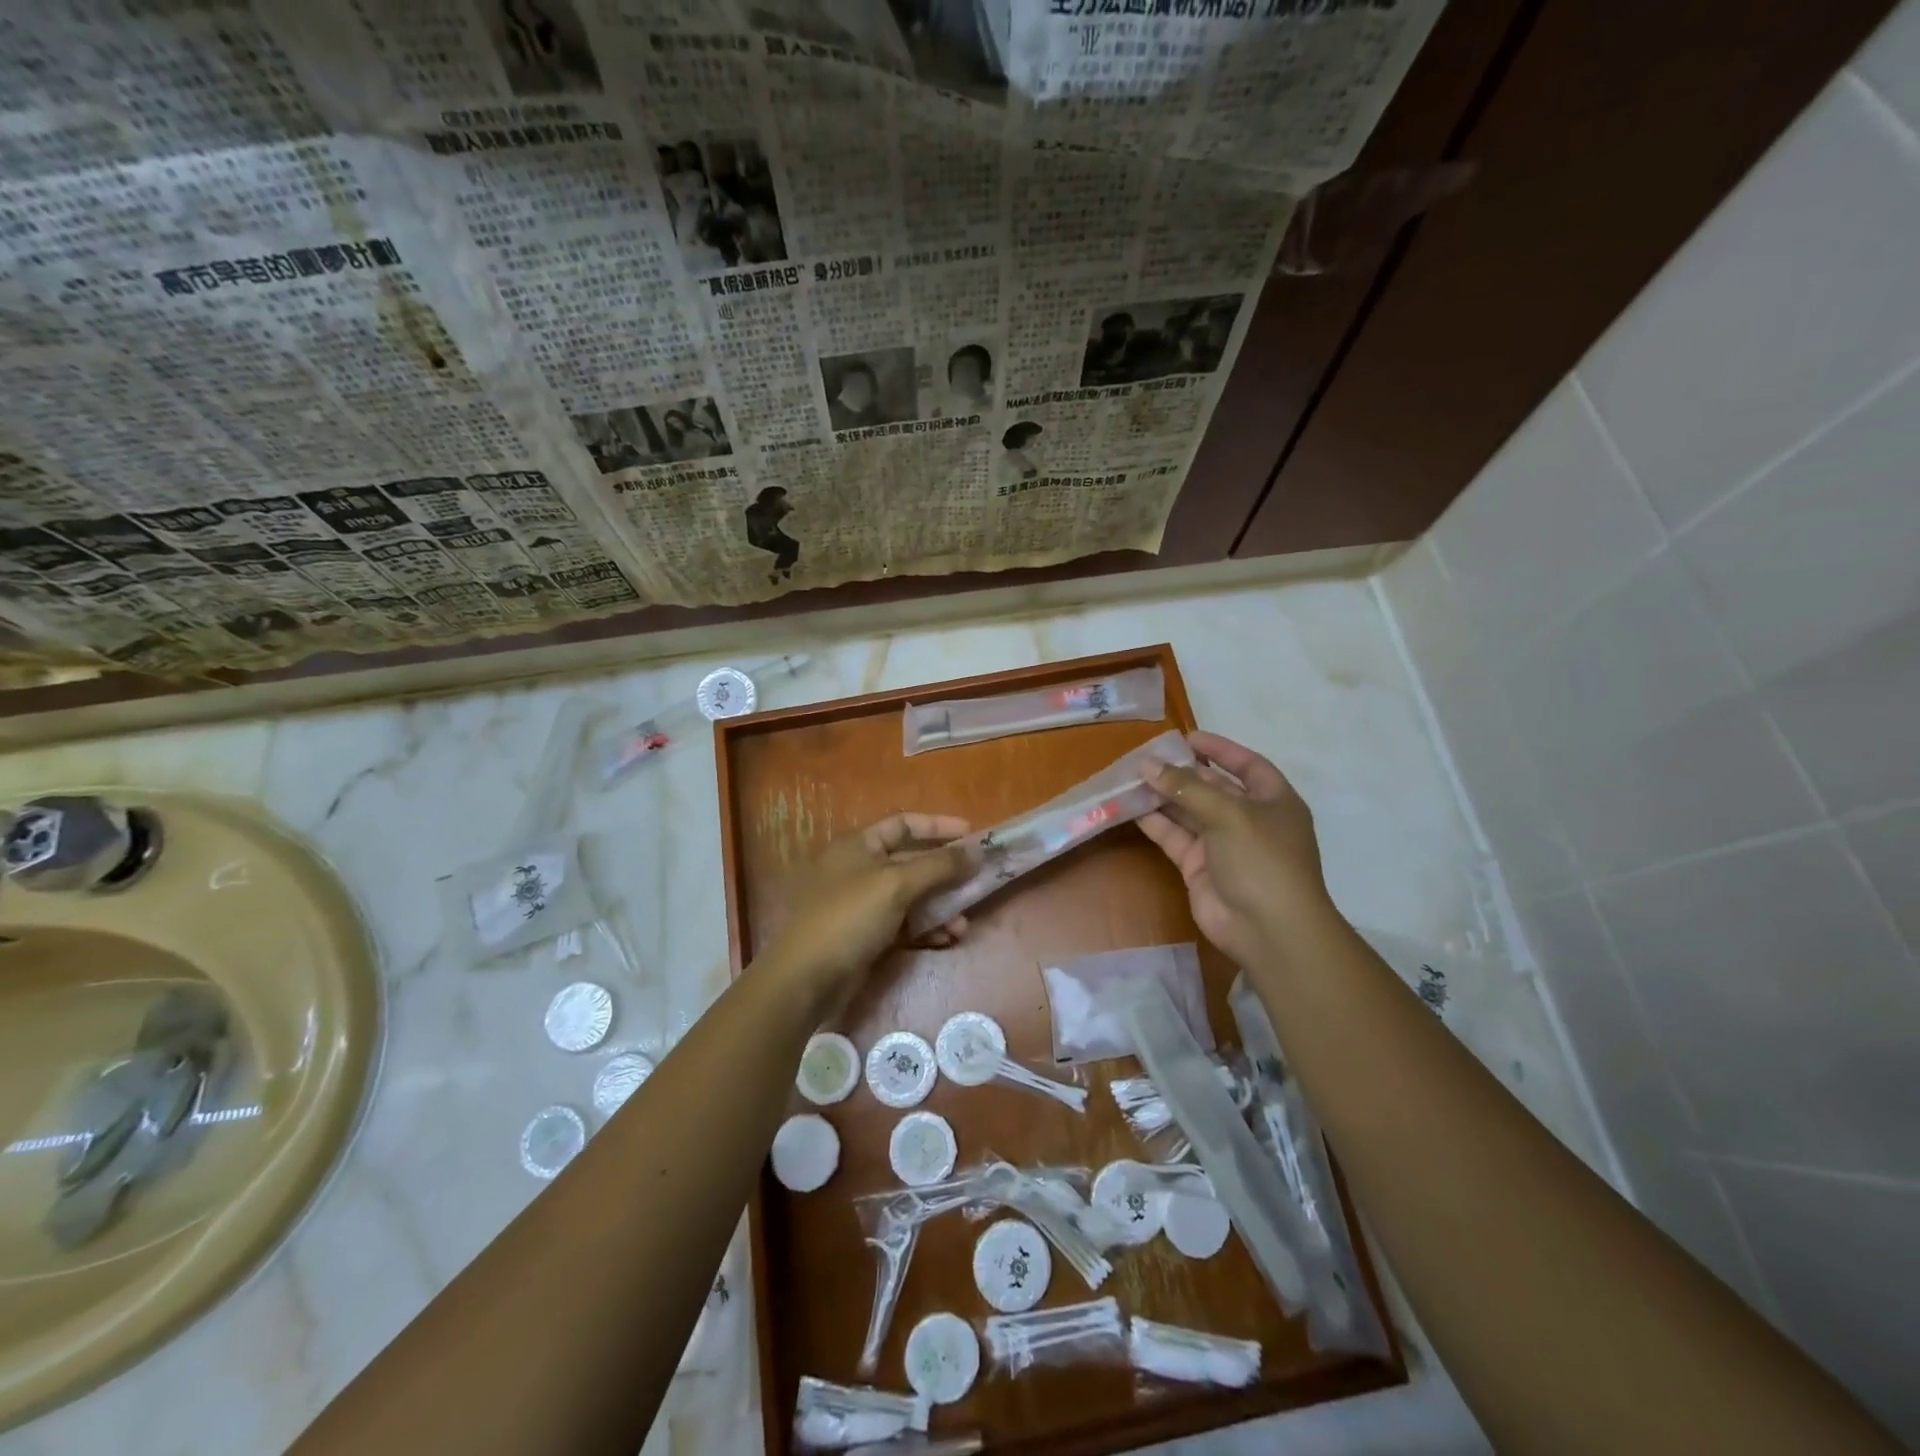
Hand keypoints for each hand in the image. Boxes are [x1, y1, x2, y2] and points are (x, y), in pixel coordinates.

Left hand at [758, 812, 972, 1007]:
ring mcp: (864, 904)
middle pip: (912, 861)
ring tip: (964, 923)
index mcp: (859, 846)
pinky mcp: (868, 935)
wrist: (807, 978)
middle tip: (979, 880)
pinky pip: (906, 924)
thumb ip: (939, 865)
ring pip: (913, 896)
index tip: (972, 834)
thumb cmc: (849, 917)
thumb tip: (976, 851)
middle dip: (946, 873)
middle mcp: (861, 869)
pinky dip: (928, 928)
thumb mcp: (896, 884)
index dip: (938, 826)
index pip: (903, 824)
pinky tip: (948, 939)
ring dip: (942, 906)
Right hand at [1139, 732, 1333, 966]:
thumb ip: (1186, 787)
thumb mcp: (1229, 814)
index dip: (1220, 749)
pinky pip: (1175, 837)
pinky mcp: (1199, 867)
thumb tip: (1147, 765)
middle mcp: (1249, 819)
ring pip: (1189, 812)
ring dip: (1163, 796)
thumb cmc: (1262, 859)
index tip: (1186, 737)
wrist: (1268, 929)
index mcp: (1273, 801)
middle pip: (1213, 787)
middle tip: (1147, 757)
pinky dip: (1155, 823)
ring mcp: (1223, 845)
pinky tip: (1131, 807)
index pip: (1247, 765)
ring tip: (1132, 777)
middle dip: (1182, 772)